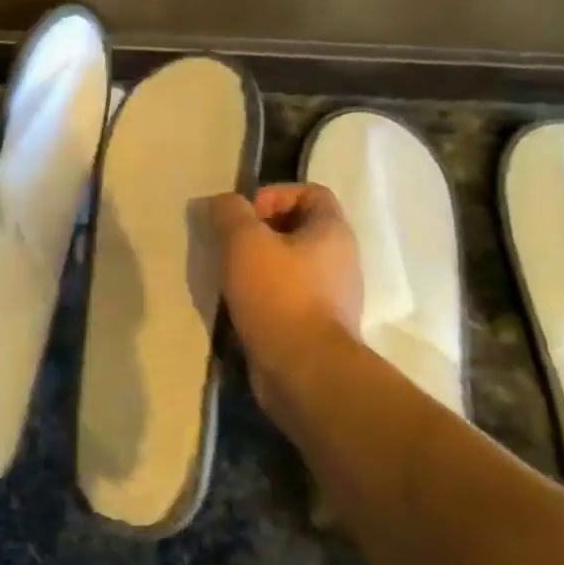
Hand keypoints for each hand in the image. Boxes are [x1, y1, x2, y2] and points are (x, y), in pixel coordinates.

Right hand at [209, 184, 365, 438]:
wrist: (304, 371)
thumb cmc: (278, 295)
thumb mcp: (244, 241)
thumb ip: (230, 213)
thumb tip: (222, 202)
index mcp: (333, 232)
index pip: (312, 193)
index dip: (275, 194)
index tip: (246, 215)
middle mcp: (341, 260)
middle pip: (299, 228)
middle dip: (260, 231)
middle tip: (230, 244)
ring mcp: (333, 296)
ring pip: (291, 264)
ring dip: (259, 264)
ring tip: (229, 275)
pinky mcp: (318, 326)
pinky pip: (289, 296)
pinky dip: (264, 294)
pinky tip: (239, 305)